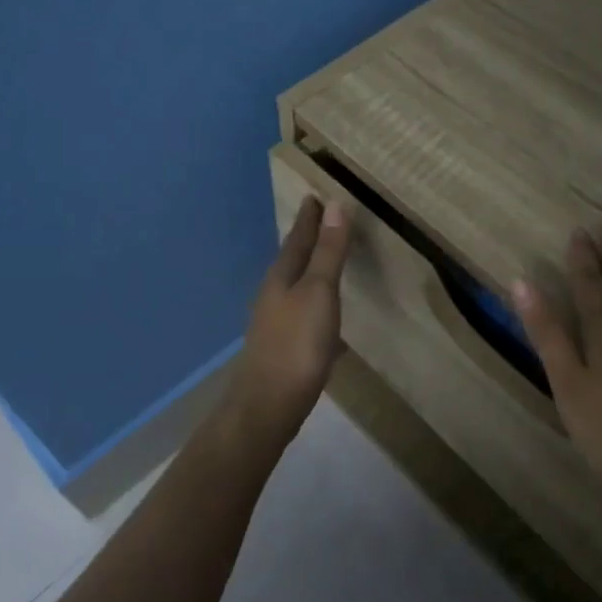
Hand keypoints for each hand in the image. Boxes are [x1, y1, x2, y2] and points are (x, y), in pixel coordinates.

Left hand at [232, 196, 351, 434]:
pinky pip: (304, 315)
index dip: (310, 217)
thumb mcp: (319, 292)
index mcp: (282, 276)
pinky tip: (331, 321)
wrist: (267, 406)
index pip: (298, 237)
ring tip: (328, 263)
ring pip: (297, 287)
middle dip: (308, 240)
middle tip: (322, 221)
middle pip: (293, 259)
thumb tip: (334, 205)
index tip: (315, 195)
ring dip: (312, 272)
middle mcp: (274, 294)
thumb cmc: (297, 344)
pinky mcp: (284, 348)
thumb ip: (328, 252)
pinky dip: (317, 306)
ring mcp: (276, 323)